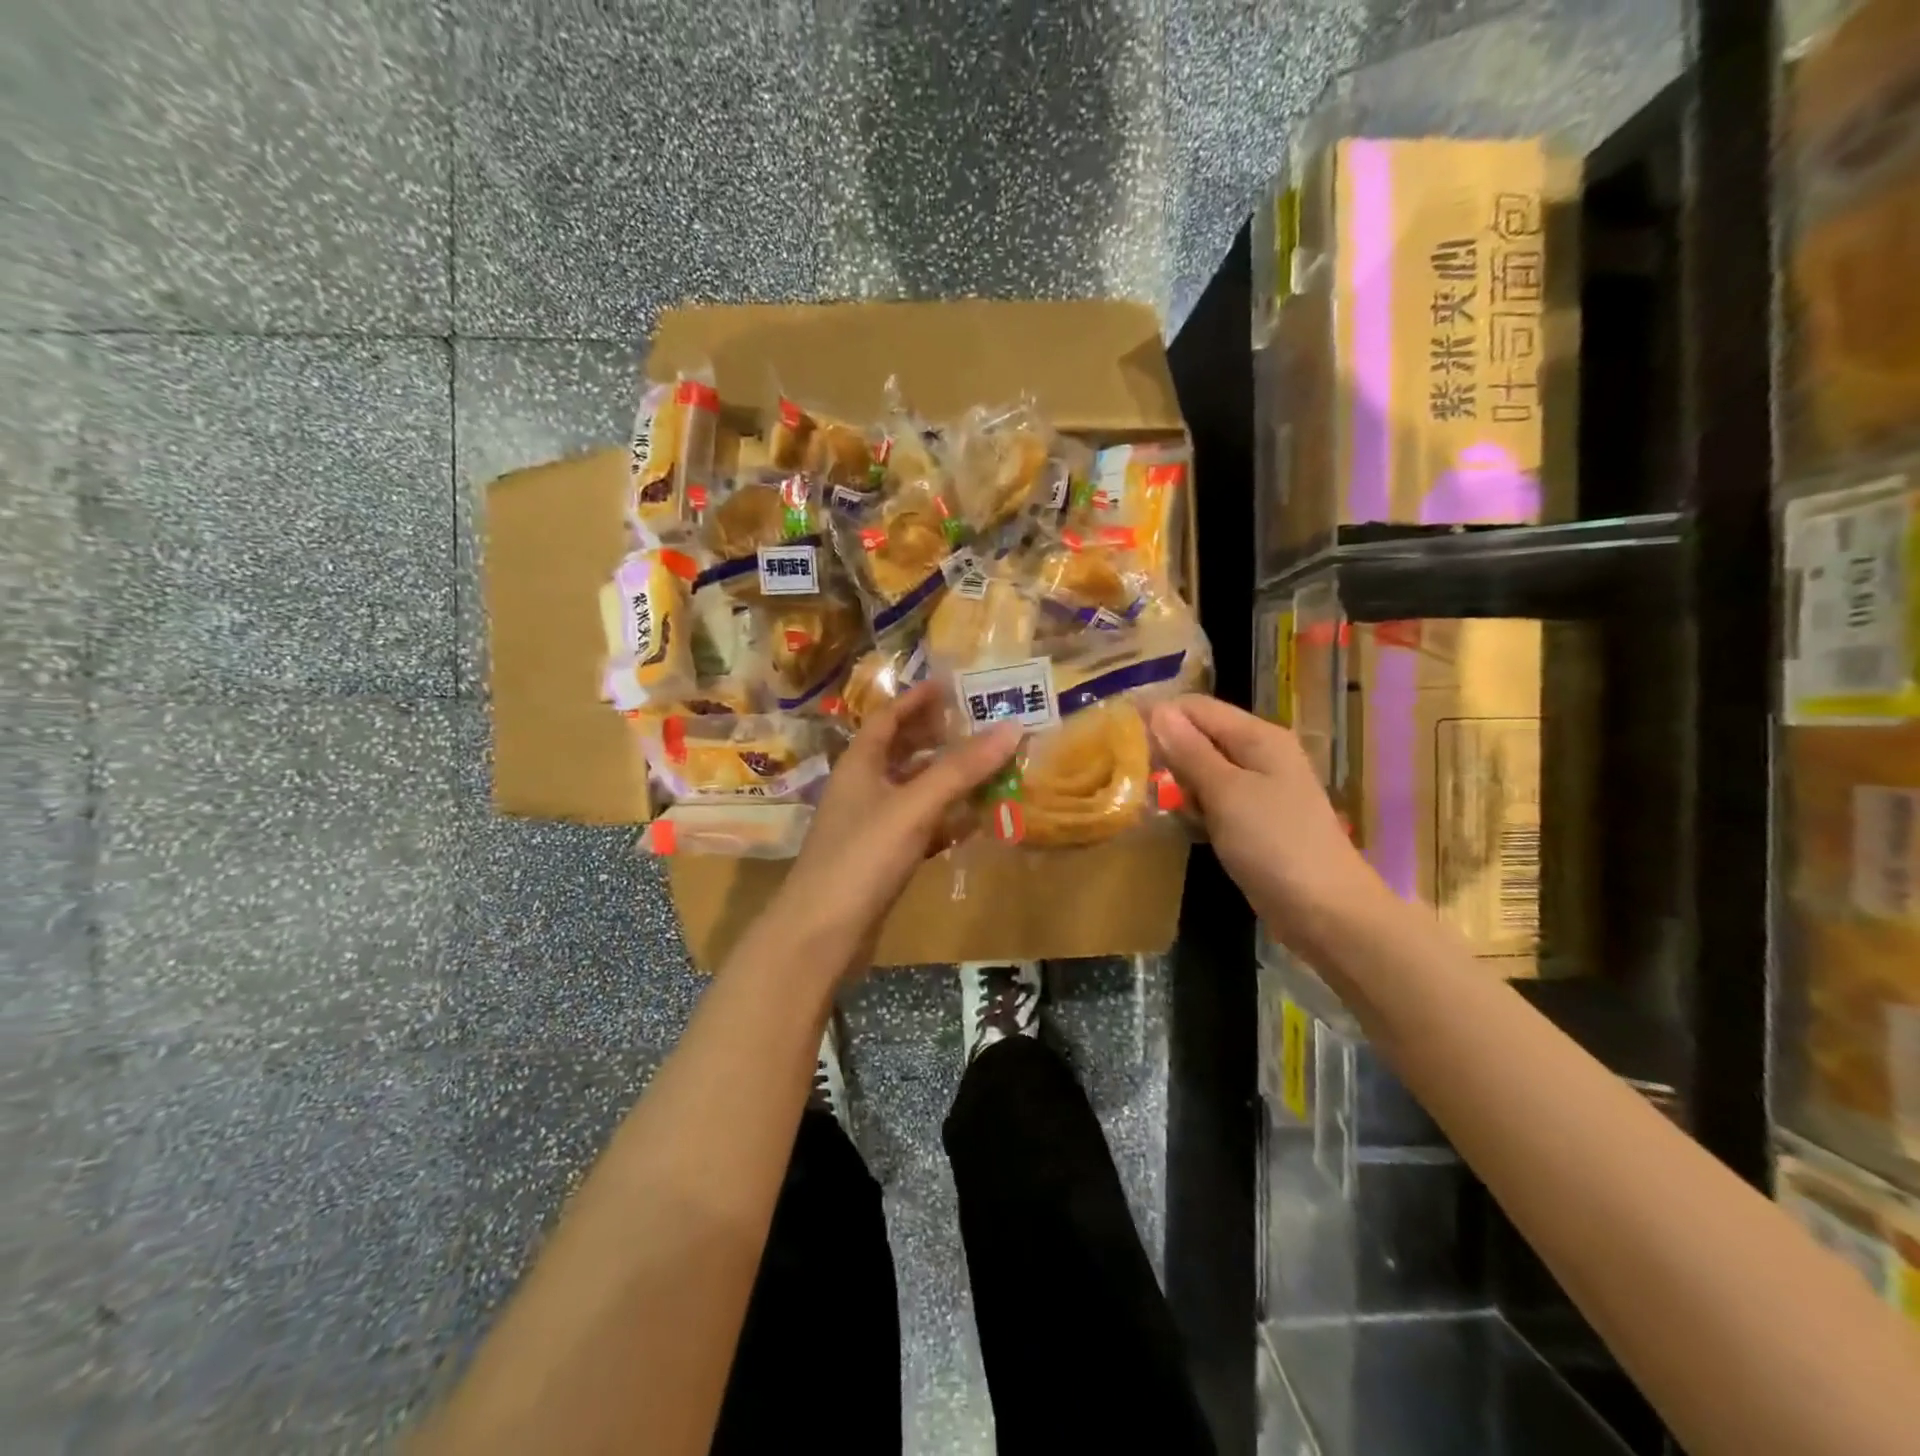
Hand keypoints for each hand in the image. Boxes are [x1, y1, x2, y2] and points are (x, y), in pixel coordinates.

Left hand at [775, 680, 1020, 967]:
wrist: (821, 934)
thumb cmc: (862, 858)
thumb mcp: (913, 806)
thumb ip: (961, 769)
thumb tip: (1011, 727)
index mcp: (859, 765)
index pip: (888, 718)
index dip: (916, 699)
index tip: (950, 684)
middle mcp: (862, 789)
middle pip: (901, 752)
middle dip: (937, 737)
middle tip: (979, 725)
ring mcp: (870, 827)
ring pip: (913, 792)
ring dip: (947, 781)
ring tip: (988, 768)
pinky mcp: (881, 861)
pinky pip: (919, 828)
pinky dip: (944, 821)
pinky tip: (973, 823)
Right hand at [1148, 694, 1388, 959]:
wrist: (1326, 913)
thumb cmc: (1275, 844)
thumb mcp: (1226, 792)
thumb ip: (1190, 751)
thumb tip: (1157, 709)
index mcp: (1258, 737)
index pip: (1197, 707)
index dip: (1159, 716)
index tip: (1119, 737)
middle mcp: (1260, 755)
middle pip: (1200, 737)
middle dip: (1167, 752)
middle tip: (1134, 777)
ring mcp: (1259, 790)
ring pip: (1203, 771)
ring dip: (1178, 784)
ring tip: (1153, 803)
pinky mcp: (1254, 821)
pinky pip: (1214, 801)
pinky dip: (1195, 808)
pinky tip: (1182, 825)